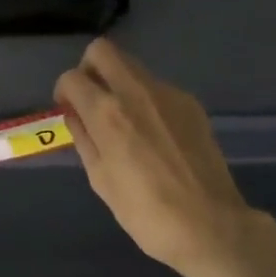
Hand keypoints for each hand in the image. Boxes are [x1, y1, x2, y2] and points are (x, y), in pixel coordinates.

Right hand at [55, 39, 255, 276]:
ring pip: (132, 66)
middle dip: (89, 68)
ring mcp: (168, 93)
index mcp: (107, 113)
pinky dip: (146, 100)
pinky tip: (155, 134)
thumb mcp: (101, 179)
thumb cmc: (146, 213)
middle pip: (102, 50)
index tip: (68, 109)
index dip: (64, 91)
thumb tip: (74, 114)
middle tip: (92, 99)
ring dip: (119, 82)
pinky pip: (157, 88)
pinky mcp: (190, 103)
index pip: (72, 77)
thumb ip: (84, 139)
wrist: (211, 226)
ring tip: (124, 121)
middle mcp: (135, 91)